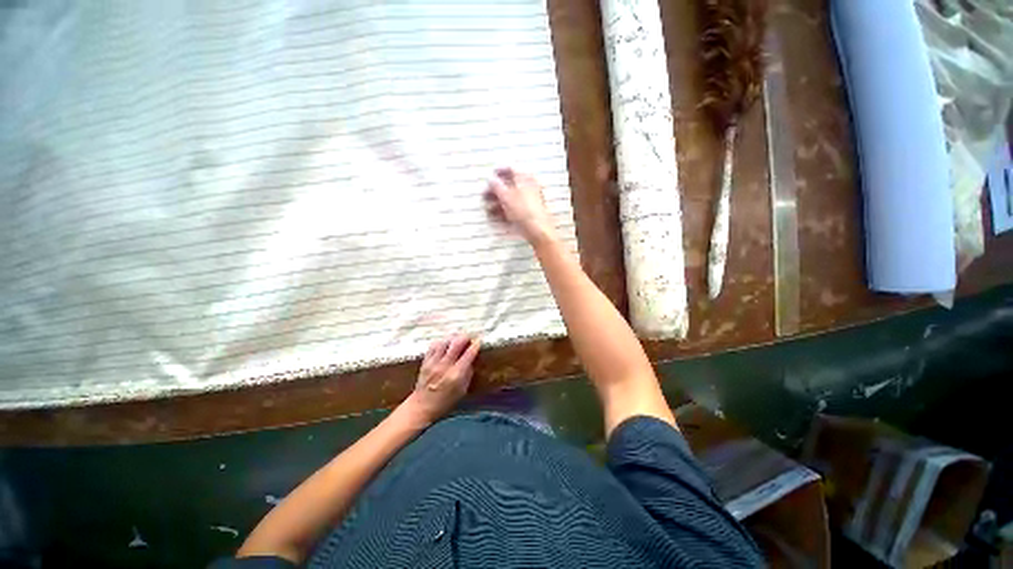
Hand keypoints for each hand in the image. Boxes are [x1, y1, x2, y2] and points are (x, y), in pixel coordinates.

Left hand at [403, 335, 480, 424]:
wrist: (421, 407)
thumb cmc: (445, 402)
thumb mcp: (462, 391)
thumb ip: (468, 374)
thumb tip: (472, 360)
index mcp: (456, 375)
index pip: (468, 354)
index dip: (475, 345)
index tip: (479, 341)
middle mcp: (445, 366)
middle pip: (456, 343)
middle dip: (465, 338)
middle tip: (469, 338)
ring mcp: (433, 363)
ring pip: (445, 342)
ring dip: (453, 339)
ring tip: (457, 340)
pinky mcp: (425, 361)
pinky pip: (434, 346)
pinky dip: (441, 343)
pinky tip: (445, 345)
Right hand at [484, 167, 557, 245]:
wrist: (539, 231)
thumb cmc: (525, 211)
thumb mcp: (506, 196)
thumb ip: (497, 186)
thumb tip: (490, 179)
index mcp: (525, 178)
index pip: (511, 168)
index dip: (499, 170)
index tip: (491, 175)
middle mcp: (529, 188)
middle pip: (510, 185)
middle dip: (496, 190)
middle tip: (485, 195)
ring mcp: (530, 202)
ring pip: (511, 199)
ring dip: (498, 202)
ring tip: (488, 209)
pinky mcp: (529, 214)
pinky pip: (514, 210)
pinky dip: (505, 212)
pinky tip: (496, 218)